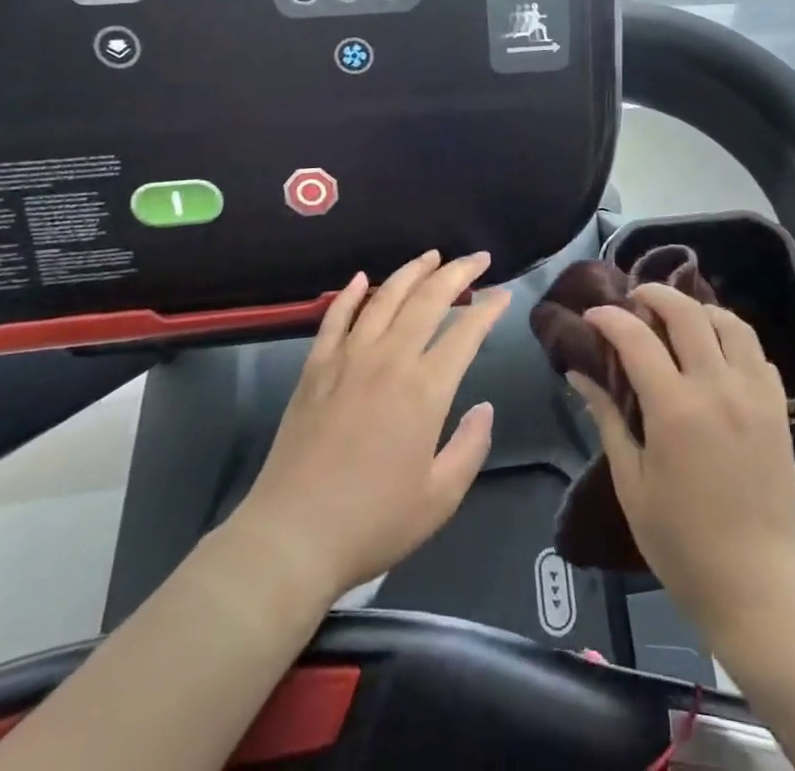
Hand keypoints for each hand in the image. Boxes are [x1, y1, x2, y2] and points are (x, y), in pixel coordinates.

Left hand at [221, 251, 511, 602]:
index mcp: (425, 389)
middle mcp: (389, 360)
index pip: (466, 332)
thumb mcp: (440, 497)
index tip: (503, 295)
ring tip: (431, 256)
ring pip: (384, 298)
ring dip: (411, 272)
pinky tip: (362, 278)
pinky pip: (335, 318)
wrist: (291, 537)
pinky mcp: (315, 368)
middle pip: (428, 299)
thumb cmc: (373, 522)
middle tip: (478, 257)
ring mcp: (348, 359)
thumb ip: (471, 446)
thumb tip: (483, 407)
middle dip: (458, 272)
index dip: (489, 308)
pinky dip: (350, 293)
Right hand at [570, 285, 794, 644]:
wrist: (755, 582)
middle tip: (636, 298)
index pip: (637, 339)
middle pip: (687, 313)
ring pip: (730, 323)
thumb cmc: (681, 541)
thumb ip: (607, 418)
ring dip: (700, 310)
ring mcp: (754, 393)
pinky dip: (733, 339)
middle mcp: (717, 387)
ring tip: (679, 319)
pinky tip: (716, 354)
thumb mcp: (631, 482)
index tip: (593, 316)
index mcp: (675, 408)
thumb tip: (578, 374)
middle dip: (656, 294)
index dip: (610, 318)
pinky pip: (756, 353)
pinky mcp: (778, 407)